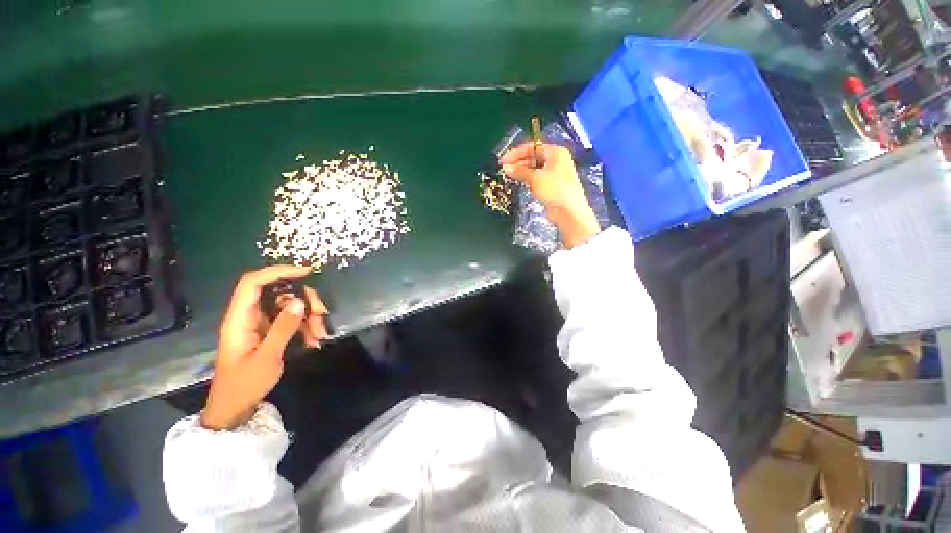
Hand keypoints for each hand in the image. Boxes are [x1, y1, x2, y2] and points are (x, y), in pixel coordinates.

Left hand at [202, 265, 328, 429]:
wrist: (235, 407)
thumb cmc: (245, 384)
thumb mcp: (267, 358)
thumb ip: (283, 328)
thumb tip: (300, 302)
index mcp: (239, 319)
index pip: (253, 283)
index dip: (278, 271)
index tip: (306, 272)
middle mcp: (249, 315)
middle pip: (279, 292)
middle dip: (304, 299)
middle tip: (322, 313)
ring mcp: (260, 322)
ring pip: (289, 305)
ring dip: (309, 315)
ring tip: (320, 333)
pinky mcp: (269, 330)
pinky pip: (291, 318)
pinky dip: (306, 325)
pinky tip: (314, 339)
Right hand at [501, 142, 600, 247]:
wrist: (569, 211)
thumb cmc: (554, 190)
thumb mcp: (535, 178)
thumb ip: (519, 171)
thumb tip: (506, 167)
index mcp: (555, 152)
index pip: (532, 147)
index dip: (516, 153)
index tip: (503, 161)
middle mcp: (556, 159)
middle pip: (533, 156)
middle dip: (518, 162)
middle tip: (505, 170)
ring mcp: (555, 173)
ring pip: (535, 168)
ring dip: (522, 171)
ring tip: (509, 176)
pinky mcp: (553, 185)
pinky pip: (538, 178)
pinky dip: (528, 179)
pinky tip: (520, 182)